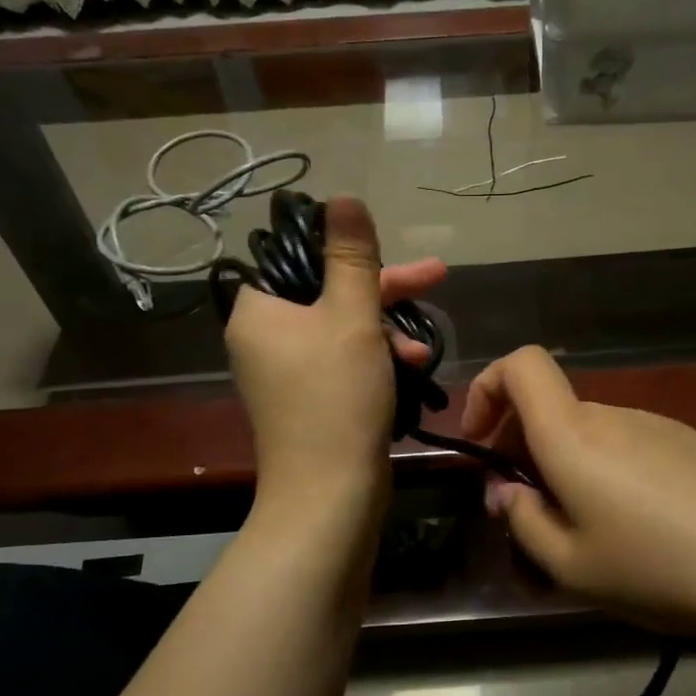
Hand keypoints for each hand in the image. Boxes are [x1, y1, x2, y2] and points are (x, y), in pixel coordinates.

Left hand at [225, 196, 444, 505]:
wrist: (330, 496)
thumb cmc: (337, 398)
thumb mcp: (351, 318)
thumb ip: (351, 258)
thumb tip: (344, 199)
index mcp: (259, 310)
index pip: (299, 256)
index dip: (348, 250)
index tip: (388, 252)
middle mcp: (265, 336)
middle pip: (328, 292)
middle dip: (385, 291)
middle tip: (436, 277)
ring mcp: (287, 370)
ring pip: (344, 328)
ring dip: (388, 332)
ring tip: (423, 351)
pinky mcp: (310, 398)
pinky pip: (345, 361)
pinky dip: (377, 360)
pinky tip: (413, 371)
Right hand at [462, 347, 695, 643]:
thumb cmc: (659, 567)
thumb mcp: (571, 566)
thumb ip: (523, 522)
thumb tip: (505, 491)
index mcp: (573, 433)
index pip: (520, 364)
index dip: (487, 389)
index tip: (482, 443)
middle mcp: (611, 414)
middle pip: (550, 408)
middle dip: (522, 449)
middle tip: (528, 512)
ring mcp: (656, 424)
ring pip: (589, 432)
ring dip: (567, 467)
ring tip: (585, 533)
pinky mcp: (690, 443)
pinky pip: (628, 445)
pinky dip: (608, 471)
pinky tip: (638, 528)